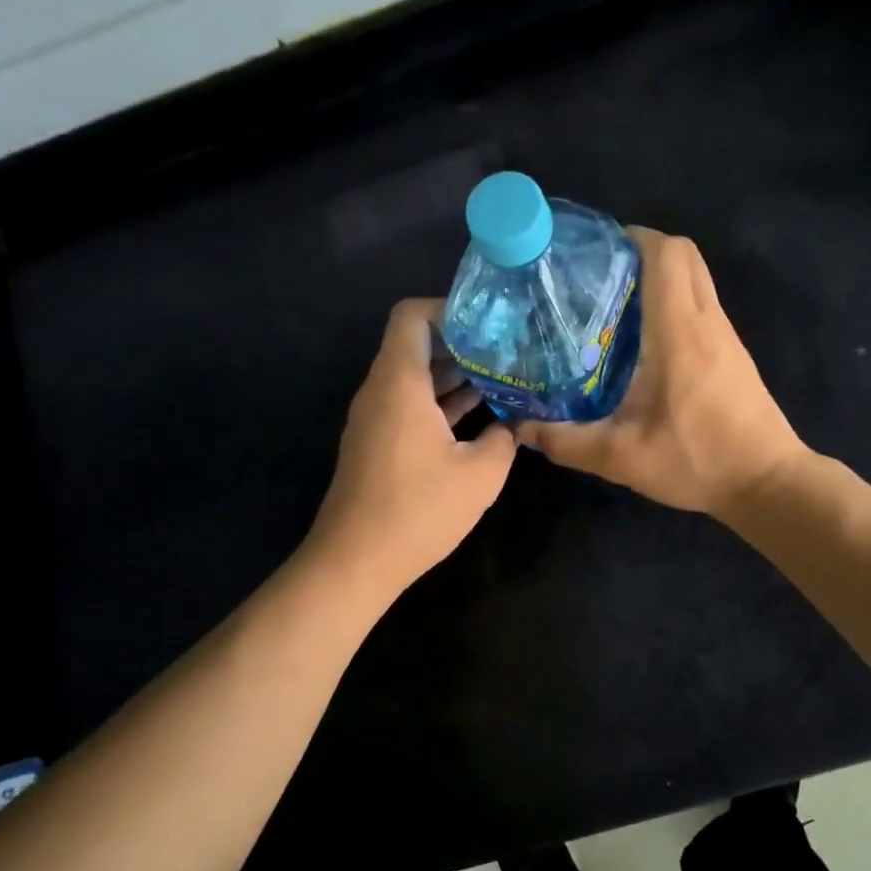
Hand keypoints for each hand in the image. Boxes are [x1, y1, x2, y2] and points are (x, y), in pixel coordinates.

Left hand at [306, 298, 517, 594]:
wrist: (355, 561)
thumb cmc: (418, 510)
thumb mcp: (480, 474)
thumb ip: (504, 438)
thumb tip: (515, 423)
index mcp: (400, 382)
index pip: (413, 315)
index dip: (450, 309)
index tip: (490, 326)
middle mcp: (380, 391)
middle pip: (416, 345)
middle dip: (462, 345)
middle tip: (509, 352)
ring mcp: (374, 419)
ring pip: (414, 378)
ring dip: (454, 377)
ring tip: (503, 381)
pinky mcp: (376, 444)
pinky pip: (408, 406)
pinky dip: (440, 404)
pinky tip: (479, 417)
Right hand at [517, 227, 805, 518]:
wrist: (765, 482)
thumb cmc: (697, 461)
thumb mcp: (621, 458)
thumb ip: (567, 442)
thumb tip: (521, 429)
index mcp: (680, 332)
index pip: (666, 253)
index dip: (631, 238)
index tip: (594, 253)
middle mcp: (707, 321)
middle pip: (683, 254)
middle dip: (642, 251)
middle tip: (600, 276)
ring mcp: (725, 335)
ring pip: (695, 277)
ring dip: (658, 277)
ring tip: (612, 305)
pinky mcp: (733, 352)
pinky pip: (702, 305)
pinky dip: (673, 302)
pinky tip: (642, 341)